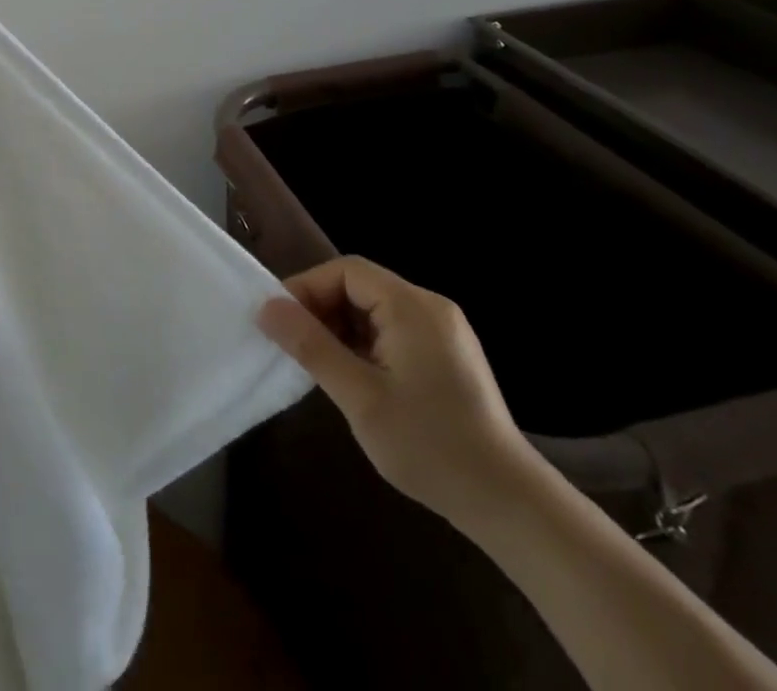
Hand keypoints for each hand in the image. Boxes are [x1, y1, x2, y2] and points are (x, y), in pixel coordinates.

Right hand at [257, 254, 532, 524]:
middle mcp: (430, 308)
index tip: (280, 321)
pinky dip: (365, 344)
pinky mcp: (448, 356)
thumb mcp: (360, 397)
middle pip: (360, 286)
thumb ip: (311, 346)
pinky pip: (393, 331)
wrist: (510, 506)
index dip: (307, 288)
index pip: (347, 271)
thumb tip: (266, 308)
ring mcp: (444, 333)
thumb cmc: (430, 446)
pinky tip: (355, 378)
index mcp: (412, 307)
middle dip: (322, 309)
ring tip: (320, 365)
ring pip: (375, 310)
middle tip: (295, 345)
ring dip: (341, 329)